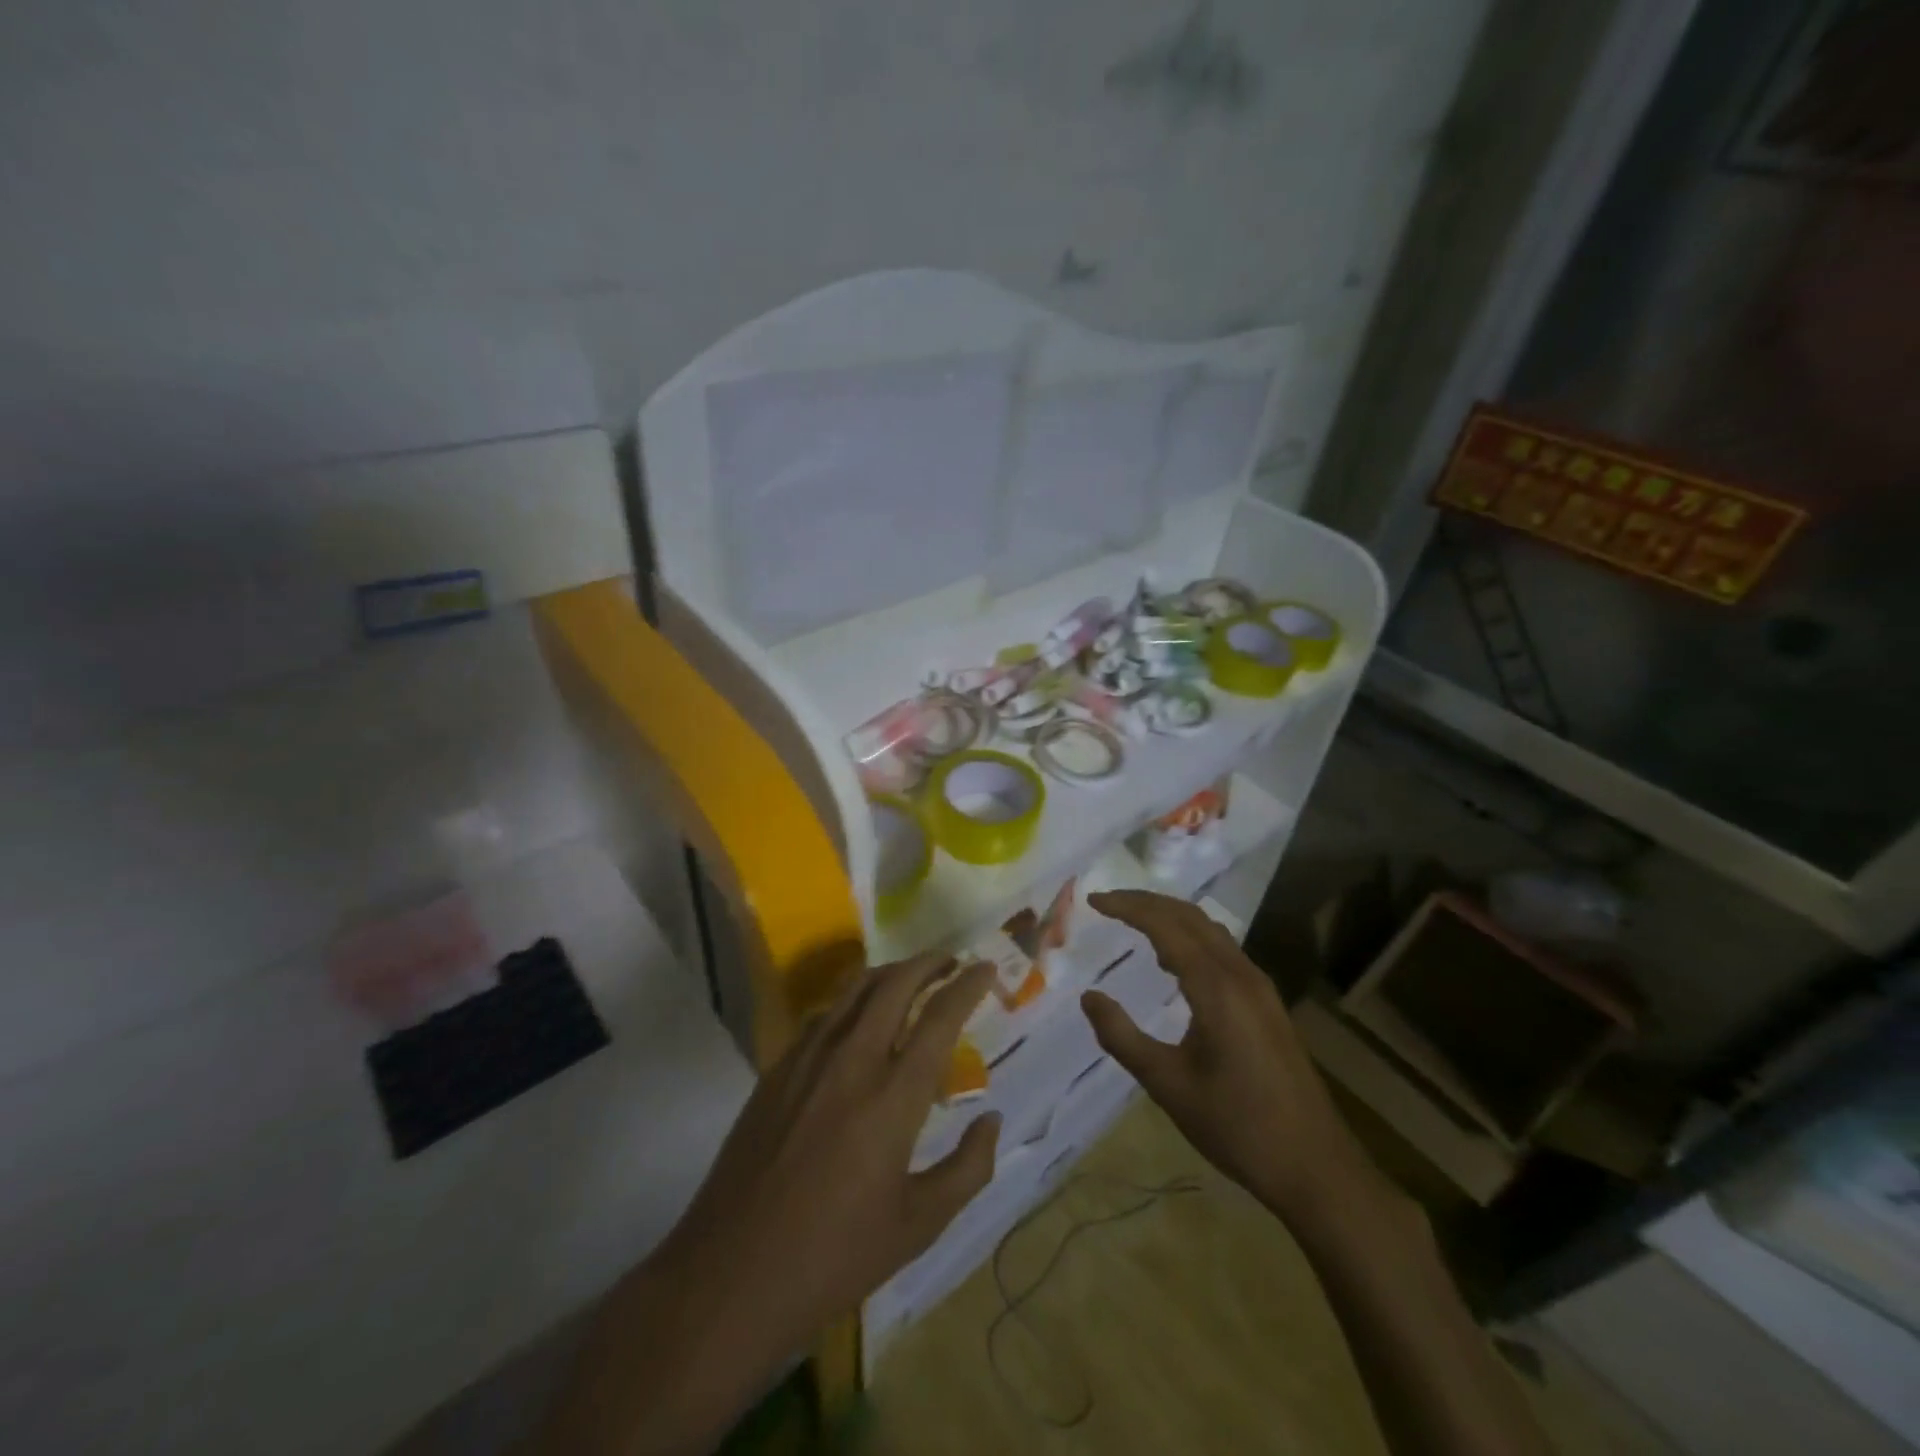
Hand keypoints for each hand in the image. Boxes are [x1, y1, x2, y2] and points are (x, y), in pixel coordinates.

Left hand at [658, 953, 1000, 1360]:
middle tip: (951, 962)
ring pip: (855, 989)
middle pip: (895, 983)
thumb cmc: (833, 1257)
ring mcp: (807, 1059)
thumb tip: (992, 1119)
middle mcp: (852, 1060)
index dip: (967, 985)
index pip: (939, 1017)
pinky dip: (853, 1001)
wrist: (729, 1276)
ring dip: (890, 973)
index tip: (985, 968)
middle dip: (928, 962)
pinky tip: (859, 1021)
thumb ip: (967, 1169)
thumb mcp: (917, 1226)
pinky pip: (824, 1015)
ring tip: (911, 978)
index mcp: (893, 1097)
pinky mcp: (776, 1070)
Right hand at [1080, 890, 1369, 1223]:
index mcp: (1216, 988)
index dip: (1127, 907)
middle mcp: (1241, 974)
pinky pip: (1223, 951)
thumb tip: (1089, 997)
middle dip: (1147, 902)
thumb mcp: (1167, 1084)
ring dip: (1171, 917)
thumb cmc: (1237, 1126)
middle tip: (1108, 903)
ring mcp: (1260, 988)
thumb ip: (1122, 1037)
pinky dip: (1191, 940)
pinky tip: (1173, 963)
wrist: (1315, 1167)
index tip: (1093, 901)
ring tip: (1133, 924)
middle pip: (1190, 916)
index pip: (1165, 925)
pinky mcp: (1267, 1004)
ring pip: (1210, 931)